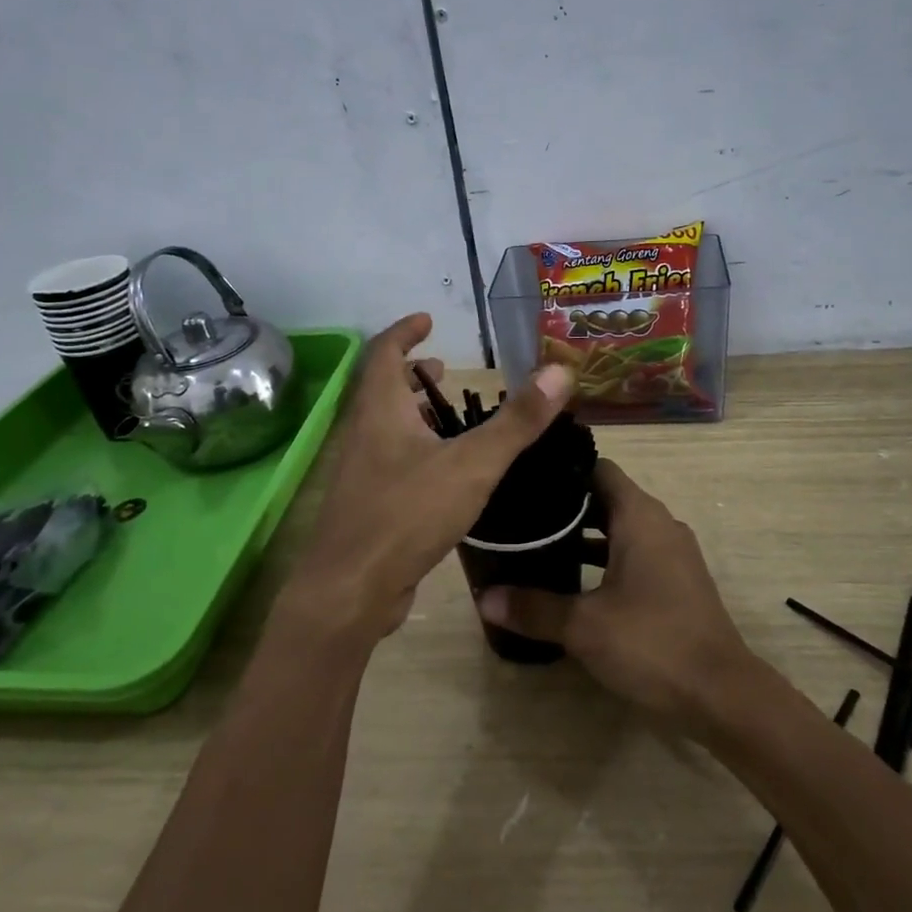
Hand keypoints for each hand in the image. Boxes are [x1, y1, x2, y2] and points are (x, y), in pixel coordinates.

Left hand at [284, 313, 575, 642]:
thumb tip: (560, 371)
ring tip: (448, 416)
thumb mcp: (472, 464)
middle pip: (381, 388)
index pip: (385, 352)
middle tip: (442, 369)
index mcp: (380, 409)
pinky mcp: (367, 504)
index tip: (427, 320)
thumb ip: (517, 421)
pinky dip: (414, 448)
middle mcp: (363, 432)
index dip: (405, 331)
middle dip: (410, 373)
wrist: (350, 591)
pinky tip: (444, 472)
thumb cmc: (407, 514)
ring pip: (384, 426)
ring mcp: (360, 471)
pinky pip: (390, 460)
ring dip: (412, 412)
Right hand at [475, 459, 753, 724]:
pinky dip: (604, 557)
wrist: (722, 694)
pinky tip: (572, 580)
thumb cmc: (652, 643)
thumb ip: (534, 608)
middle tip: (520, 513)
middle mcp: (659, 523)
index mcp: (640, 516)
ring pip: (619, 527)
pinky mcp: (676, 580)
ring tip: (537, 543)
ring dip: (584, 534)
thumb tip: (485, 598)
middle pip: (606, 496)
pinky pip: (633, 552)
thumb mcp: (584, 626)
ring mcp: (672, 553)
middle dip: (565, 504)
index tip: (524, 478)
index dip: (562, 468)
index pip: (597, 467)